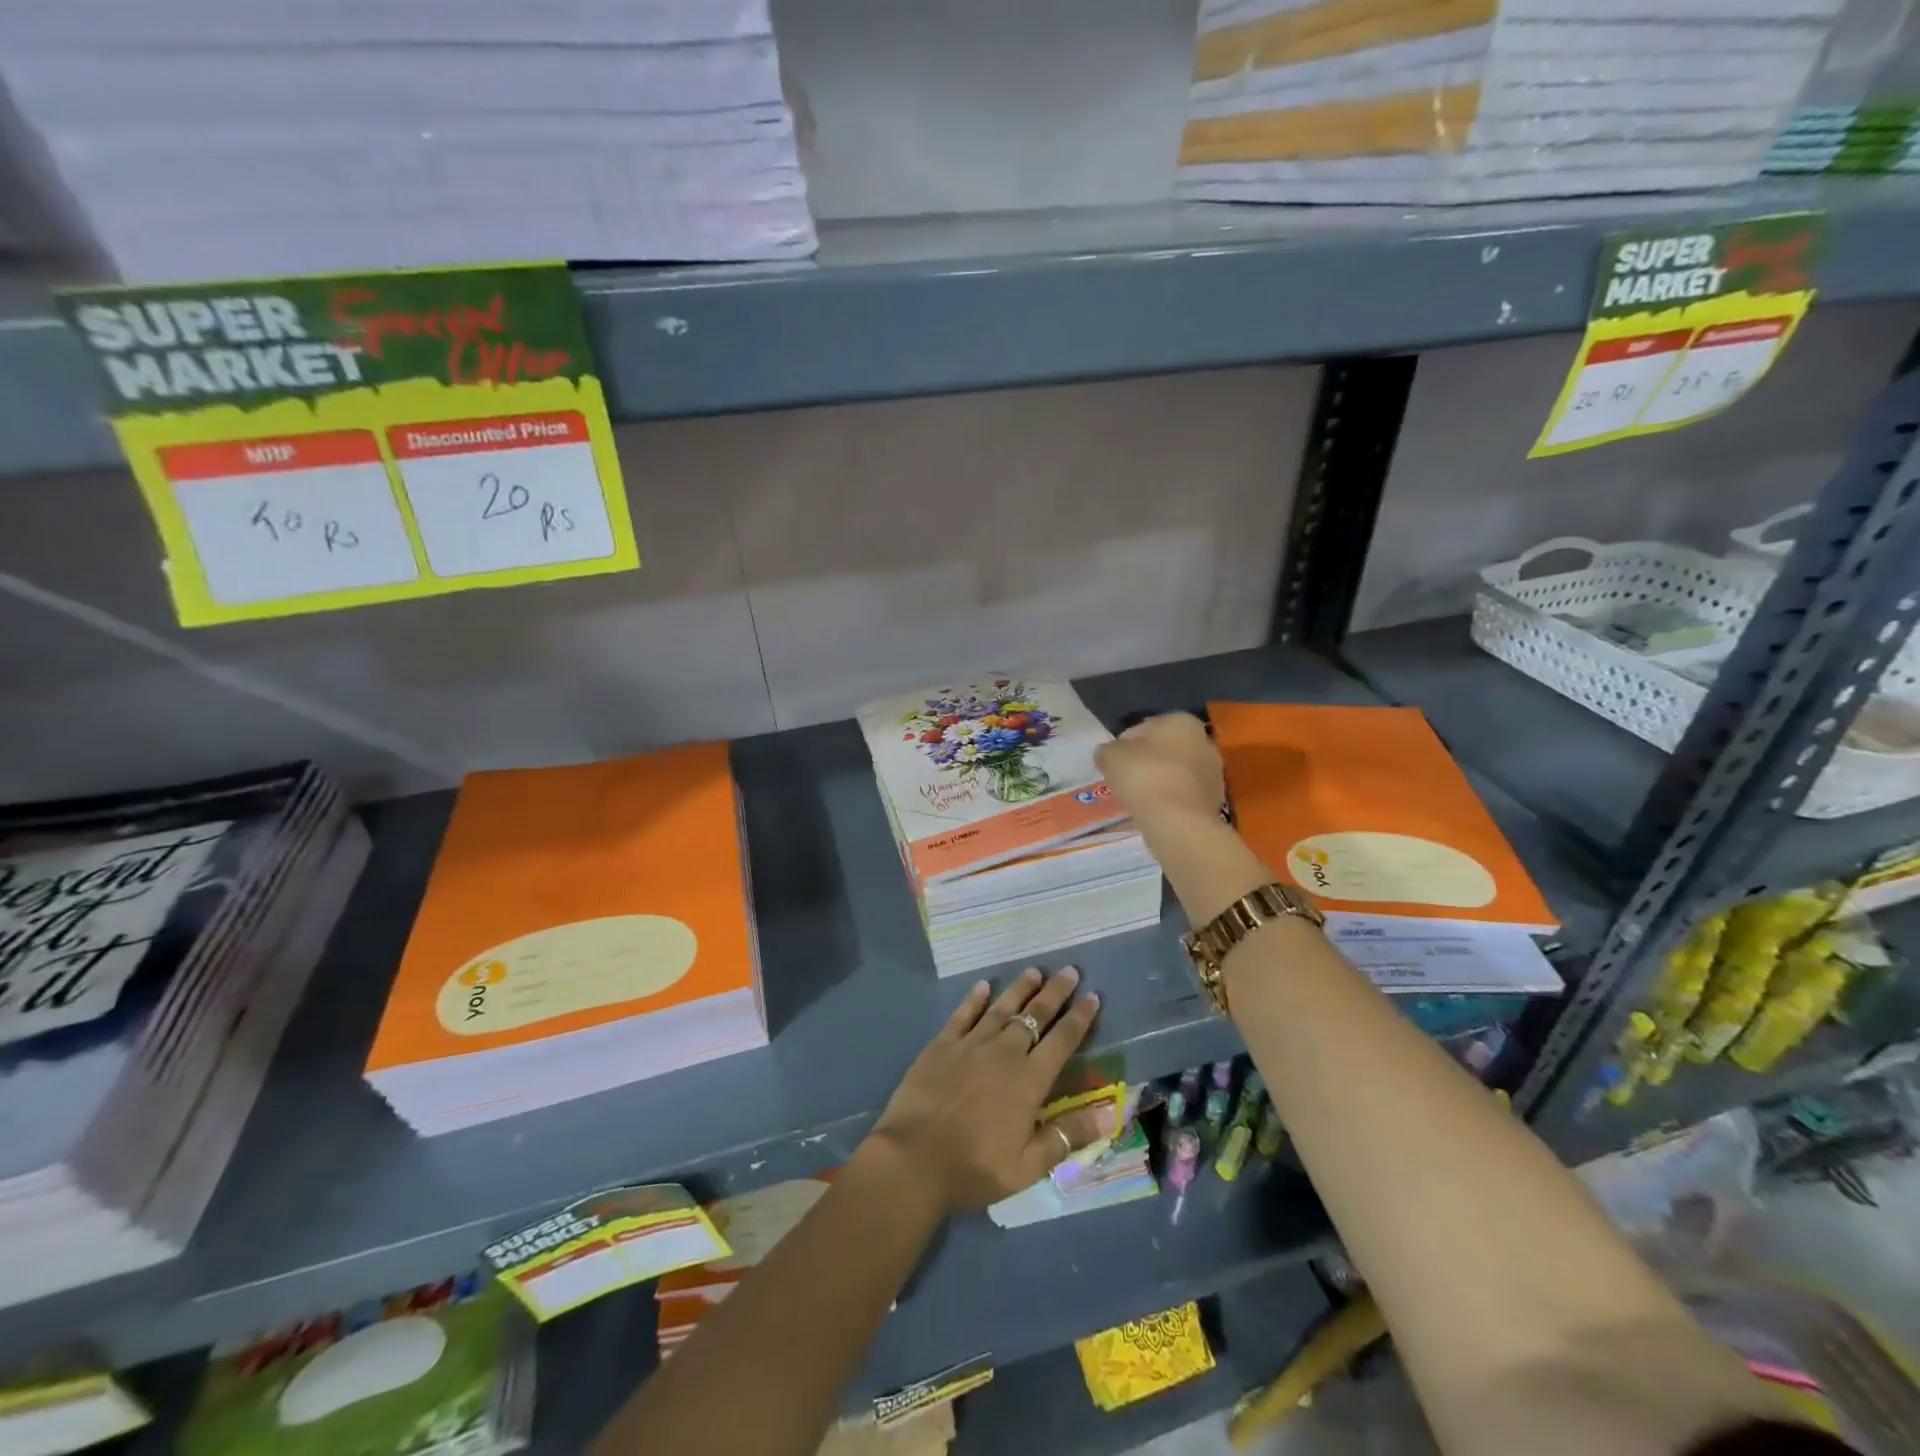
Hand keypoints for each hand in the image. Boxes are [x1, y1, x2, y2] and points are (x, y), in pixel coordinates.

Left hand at [865, 968, 1110, 1212]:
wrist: (913, 1159)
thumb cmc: (975, 1168)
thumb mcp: (1029, 1165)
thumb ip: (1069, 1135)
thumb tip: (1112, 1112)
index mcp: (1028, 1080)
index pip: (1062, 1041)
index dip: (1080, 1017)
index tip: (1093, 995)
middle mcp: (1003, 1052)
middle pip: (1034, 1015)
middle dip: (1054, 992)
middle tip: (1069, 971)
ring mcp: (970, 1044)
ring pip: (1001, 1008)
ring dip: (1020, 989)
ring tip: (1034, 971)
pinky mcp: (941, 1045)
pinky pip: (962, 1014)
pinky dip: (974, 999)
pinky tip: (983, 986)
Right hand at [1094, 713, 1224, 836]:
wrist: (1178, 823)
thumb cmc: (1144, 777)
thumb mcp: (1110, 756)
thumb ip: (1107, 750)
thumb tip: (1107, 754)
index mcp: (1181, 721)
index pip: (1144, 727)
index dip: (1124, 744)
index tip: (1113, 762)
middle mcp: (1204, 741)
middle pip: (1164, 750)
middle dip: (1146, 762)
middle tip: (1124, 779)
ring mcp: (1214, 772)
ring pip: (1175, 773)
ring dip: (1159, 781)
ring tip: (1137, 799)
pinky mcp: (1215, 800)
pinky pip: (1183, 794)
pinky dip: (1169, 800)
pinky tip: (1153, 812)